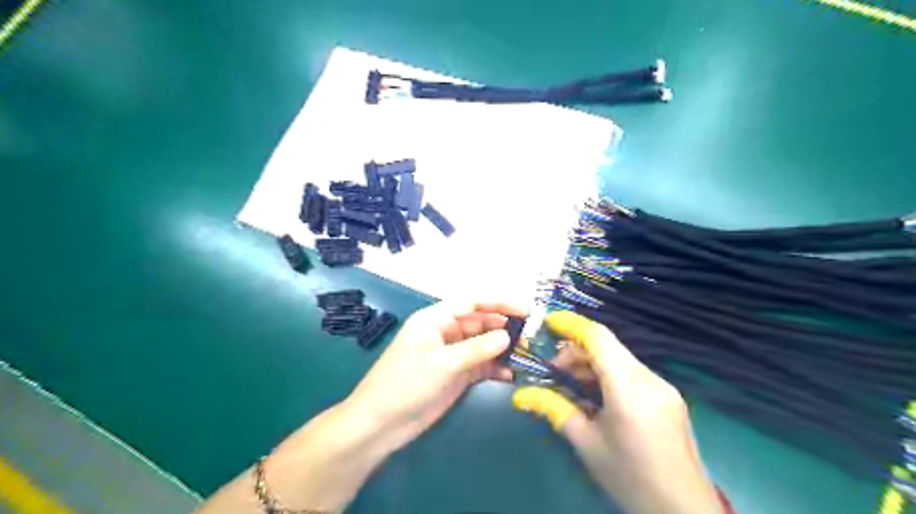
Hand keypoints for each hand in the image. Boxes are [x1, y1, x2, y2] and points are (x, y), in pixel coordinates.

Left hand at [344, 300, 525, 452]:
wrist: (380, 425)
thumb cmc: (405, 384)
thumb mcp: (441, 363)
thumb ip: (476, 349)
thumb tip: (507, 335)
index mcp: (435, 320)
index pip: (471, 304)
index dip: (498, 304)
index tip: (524, 310)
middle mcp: (445, 333)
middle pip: (480, 323)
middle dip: (503, 327)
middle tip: (530, 336)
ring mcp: (451, 355)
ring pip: (482, 345)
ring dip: (502, 349)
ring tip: (526, 355)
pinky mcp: (455, 375)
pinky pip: (480, 366)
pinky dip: (495, 368)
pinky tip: (511, 374)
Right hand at [515, 309, 722, 513]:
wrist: (683, 511)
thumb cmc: (630, 478)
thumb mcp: (586, 443)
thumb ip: (553, 409)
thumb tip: (520, 395)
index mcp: (629, 389)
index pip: (598, 338)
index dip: (571, 324)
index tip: (547, 321)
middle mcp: (649, 379)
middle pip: (607, 347)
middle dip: (575, 352)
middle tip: (552, 372)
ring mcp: (662, 387)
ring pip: (619, 359)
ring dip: (591, 364)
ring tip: (569, 386)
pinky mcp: (667, 396)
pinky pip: (631, 373)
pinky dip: (607, 375)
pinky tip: (595, 396)